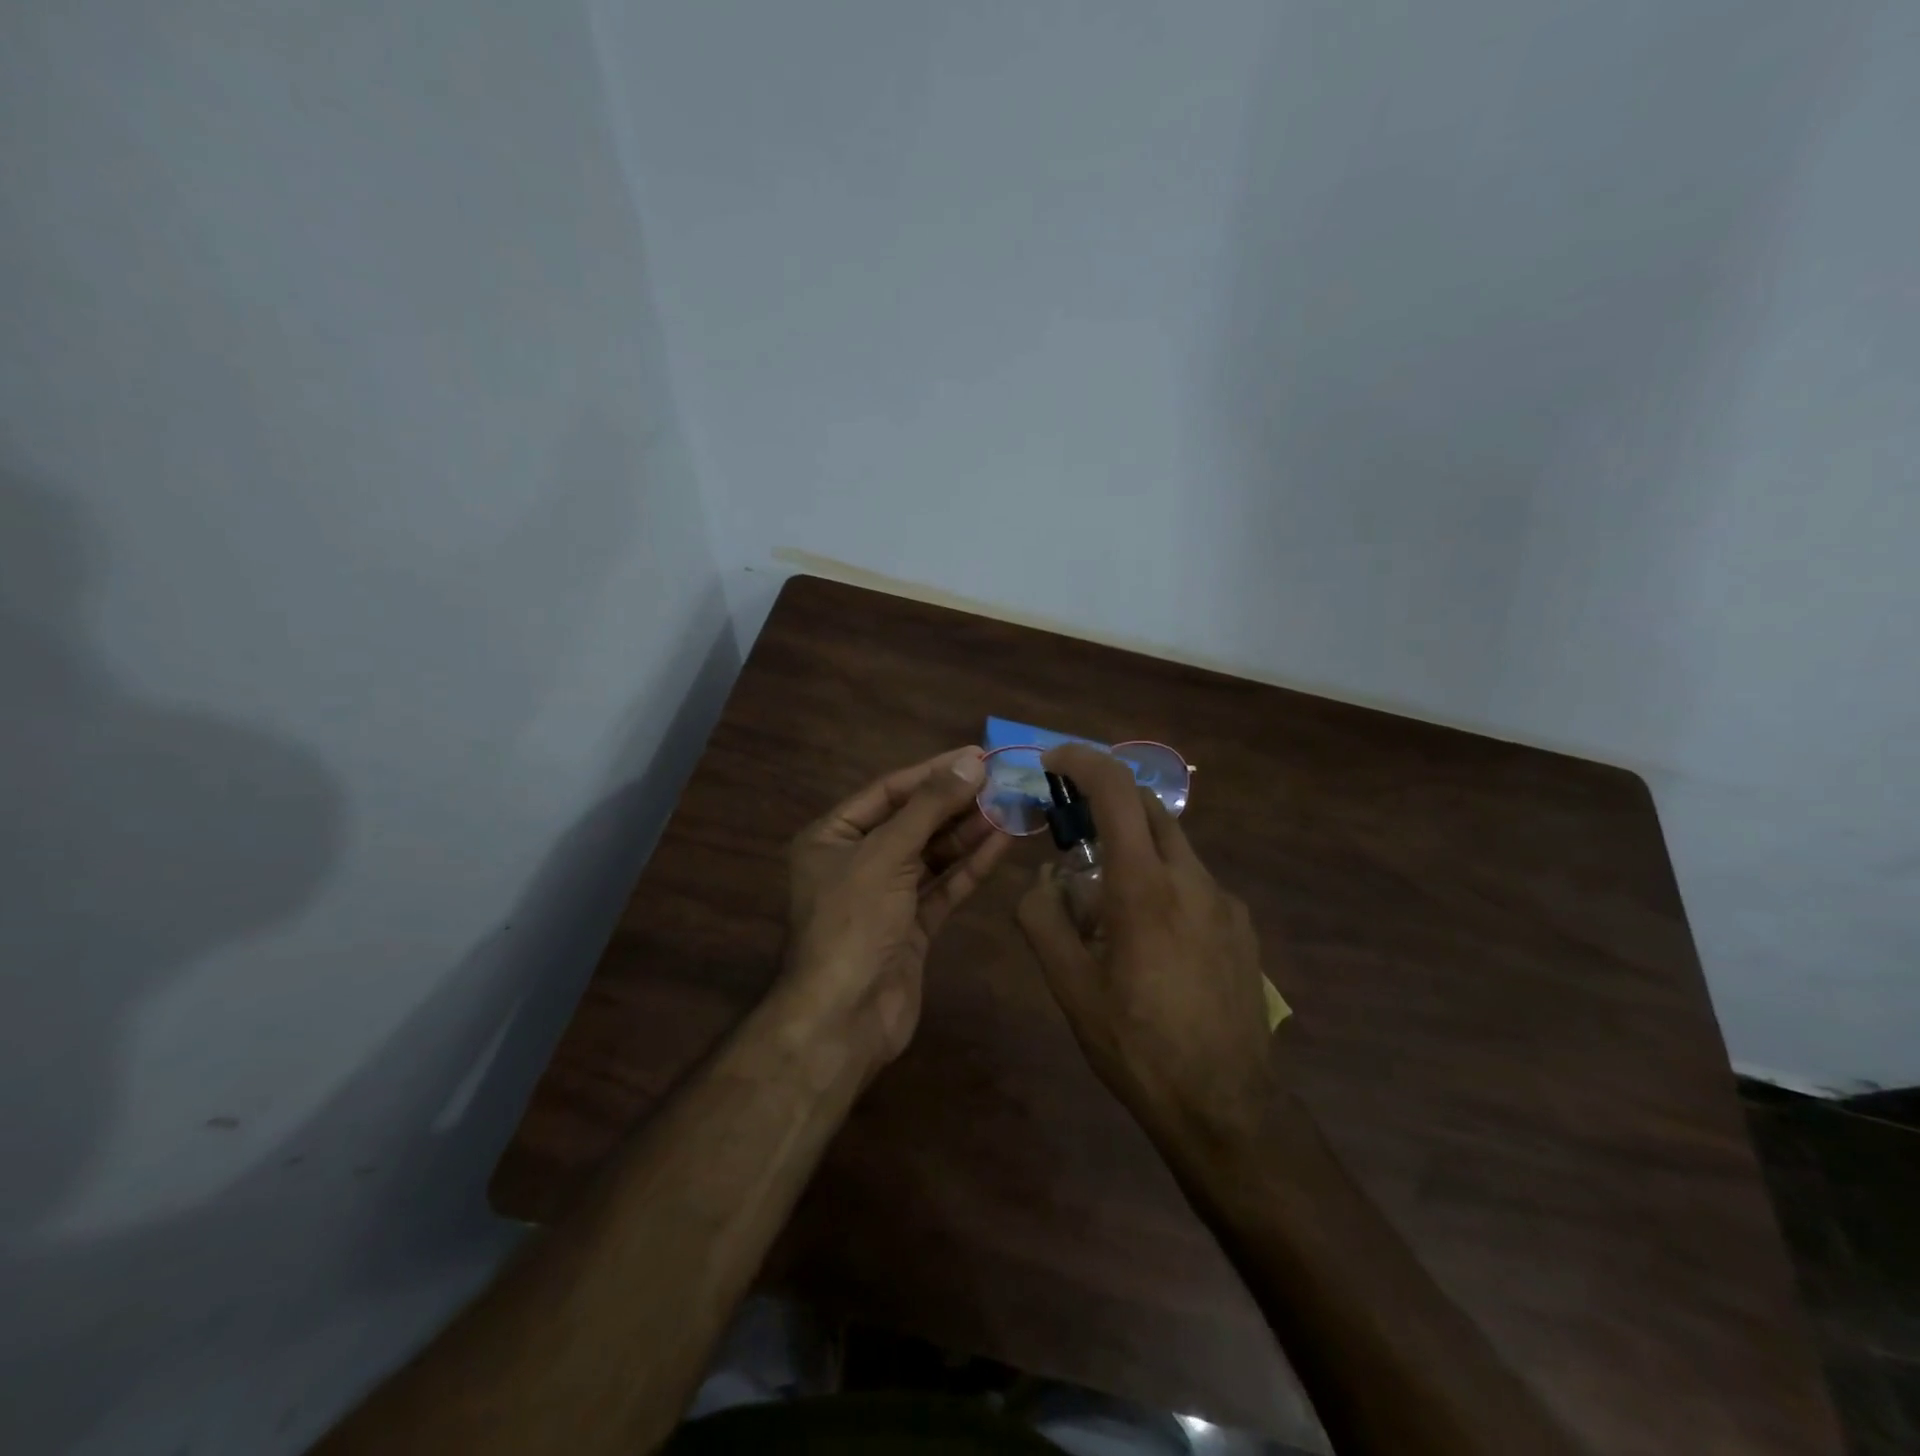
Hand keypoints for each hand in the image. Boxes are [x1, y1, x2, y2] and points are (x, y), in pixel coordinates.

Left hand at [783, 746, 1009, 1068]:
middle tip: (1002, 779)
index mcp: (832, 837)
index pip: (888, 791)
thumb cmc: (853, 922)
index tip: (977, 756)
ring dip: (969, 831)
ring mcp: (886, 896)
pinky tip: (1003, 842)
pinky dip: (971, 866)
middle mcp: (857, 862)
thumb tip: (971, 763)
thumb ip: (930, 808)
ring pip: (932, 854)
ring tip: (1011, 804)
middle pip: (913, 821)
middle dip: (956, 802)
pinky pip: (944, 887)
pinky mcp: (912, 927)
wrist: (844, 1018)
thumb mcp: (886, 854)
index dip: (933, 772)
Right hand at [1016, 744, 1276, 1150]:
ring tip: (1104, 899)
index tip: (1053, 760)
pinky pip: (1193, 881)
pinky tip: (1149, 936)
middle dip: (1106, 800)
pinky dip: (1160, 880)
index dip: (1083, 761)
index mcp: (1145, 887)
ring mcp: (1224, 901)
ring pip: (1172, 846)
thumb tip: (1045, 879)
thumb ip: (1044, 919)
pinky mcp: (1241, 926)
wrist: (1227, 1106)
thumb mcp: (1070, 987)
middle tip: (1070, 826)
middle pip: (1149, 808)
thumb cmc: (1138, 1045)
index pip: (1116, 792)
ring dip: (1132, 846)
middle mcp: (1192, 879)